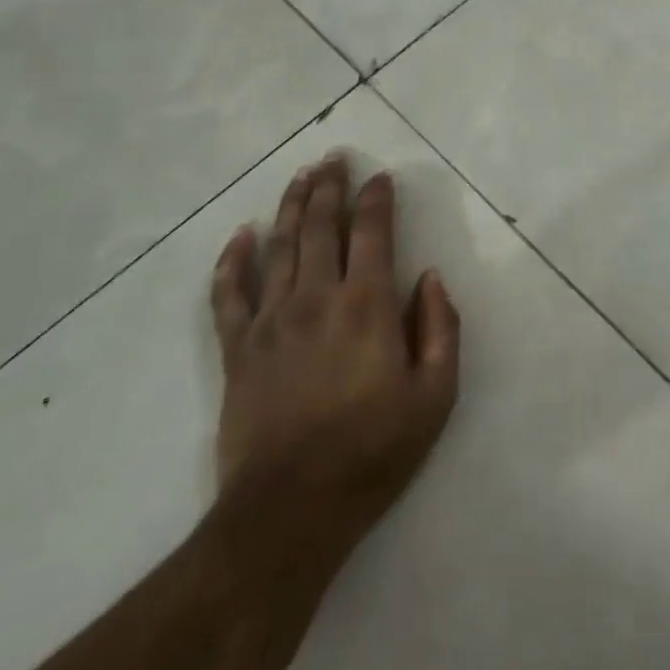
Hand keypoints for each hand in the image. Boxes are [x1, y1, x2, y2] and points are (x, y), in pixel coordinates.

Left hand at [210, 153, 459, 561]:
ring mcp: (271, 320)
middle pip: (321, 226)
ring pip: (280, 246)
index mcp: (367, 305)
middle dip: (330, 187)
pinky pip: (229, 294)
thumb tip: (432, 278)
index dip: (376, 199)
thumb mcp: (434, 398)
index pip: (372, 232)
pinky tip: (240, 234)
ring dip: (291, 206)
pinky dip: (232, 260)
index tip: (380, 178)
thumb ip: (441, 330)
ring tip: (300, 176)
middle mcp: (317, 297)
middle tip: (334, 158)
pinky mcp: (237, 348)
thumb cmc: (373, 453)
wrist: (290, 511)